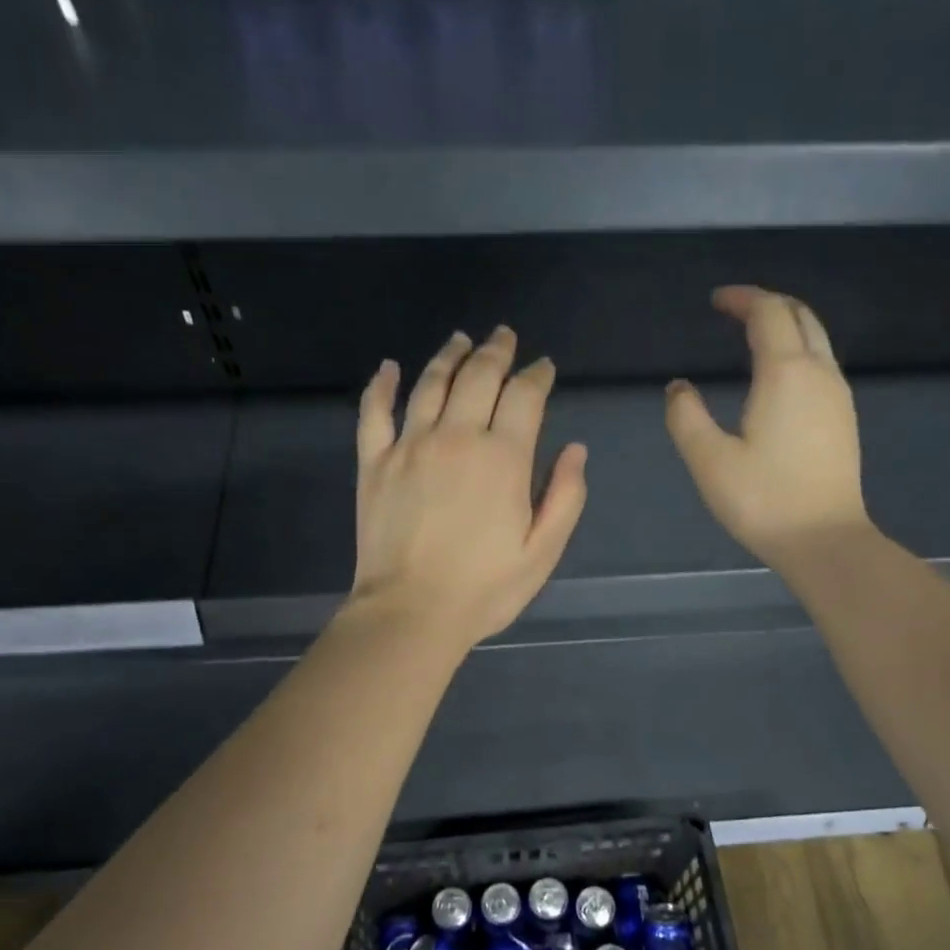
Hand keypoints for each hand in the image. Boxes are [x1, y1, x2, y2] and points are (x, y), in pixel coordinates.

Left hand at [351, 326, 587, 651]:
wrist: (411, 613)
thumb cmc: (484, 589)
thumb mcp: (542, 552)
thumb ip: (565, 497)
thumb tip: (575, 449)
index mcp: (503, 458)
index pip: (524, 397)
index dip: (537, 375)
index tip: (543, 367)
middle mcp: (457, 437)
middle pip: (478, 376)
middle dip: (496, 352)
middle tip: (504, 337)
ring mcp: (410, 447)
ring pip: (430, 383)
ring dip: (449, 356)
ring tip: (460, 340)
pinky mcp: (374, 463)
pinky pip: (375, 413)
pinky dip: (381, 386)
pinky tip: (388, 368)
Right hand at [664, 286, 871, 572]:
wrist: (825, 539)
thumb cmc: (764, 501)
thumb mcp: (710, 461)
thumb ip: (686, 417)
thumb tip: (678, 388)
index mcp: (785, 373)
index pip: (768, 313)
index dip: (741, 299)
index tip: (716, 301)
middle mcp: (819, 372)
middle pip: (800, 315)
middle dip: (768, 303)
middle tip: (735, 310)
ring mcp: (838, 395)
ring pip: (816, 339)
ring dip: (786, 326)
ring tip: (754, 337)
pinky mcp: (844, 418)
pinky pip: (822, 364)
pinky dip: (799, 351)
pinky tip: (778, 377)